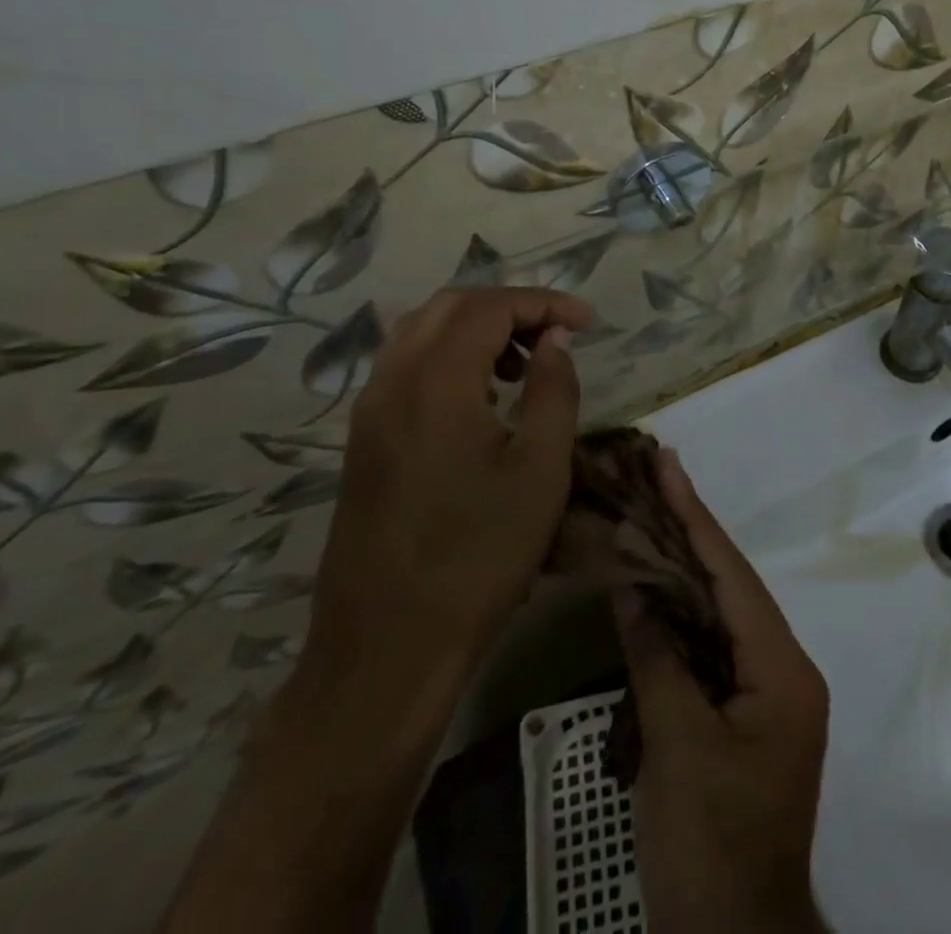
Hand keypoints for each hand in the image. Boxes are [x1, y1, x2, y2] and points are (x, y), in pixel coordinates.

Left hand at [296, 286, 591, 723]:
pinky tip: (482, 397)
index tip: (587, 321)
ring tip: (524, 364)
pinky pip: (406, 367)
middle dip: (510, 308)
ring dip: (477, 330)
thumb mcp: (540, 469)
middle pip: (451, 307)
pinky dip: (449, 357)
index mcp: (435, 382)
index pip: (490, 307)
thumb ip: (553, 389)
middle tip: (557, 334)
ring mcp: (369, 412)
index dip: (544, 302)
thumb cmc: (478, 556)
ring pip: (422, 332)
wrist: (387, 648)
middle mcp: (392, 382)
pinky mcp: (363, 440)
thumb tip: (554, 338)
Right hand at [615, 451, 830, 933]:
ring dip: (684, 570)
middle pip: (730, 586)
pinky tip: (655, 591)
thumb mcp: (678, 748)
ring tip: (651, 517)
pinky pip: (711, 648)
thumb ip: (658, 658)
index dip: (697, 518)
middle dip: (691, 533)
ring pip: (720, 614)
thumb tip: (635, 587)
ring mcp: (764, 693)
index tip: (671, 467)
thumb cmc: (711, 845)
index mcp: (782, 668)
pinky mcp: (743, 715)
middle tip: (657, 478)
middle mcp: (782, 668)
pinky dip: (681, 617)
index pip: (733, 576)